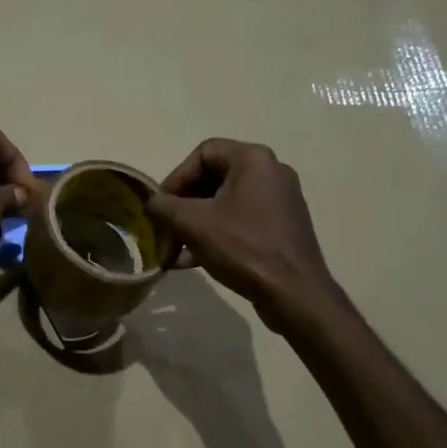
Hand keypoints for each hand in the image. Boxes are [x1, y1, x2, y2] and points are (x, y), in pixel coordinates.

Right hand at [146, 138, 331, 325]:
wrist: (295, 293)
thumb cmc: (243, 248)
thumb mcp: (193, 223)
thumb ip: (163, 207)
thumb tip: (152, 205)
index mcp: (253, 160)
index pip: (202, 153)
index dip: (175, 178)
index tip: (161, 208)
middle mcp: (270, 173)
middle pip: (211, 179)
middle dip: (181, 208)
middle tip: (164, 232)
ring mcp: (278, 201)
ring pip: (222, 204)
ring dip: (192, 226)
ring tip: (173, 253)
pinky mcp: (279, 228)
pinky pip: (238, 222)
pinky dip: (213, 236)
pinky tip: (191, 262)